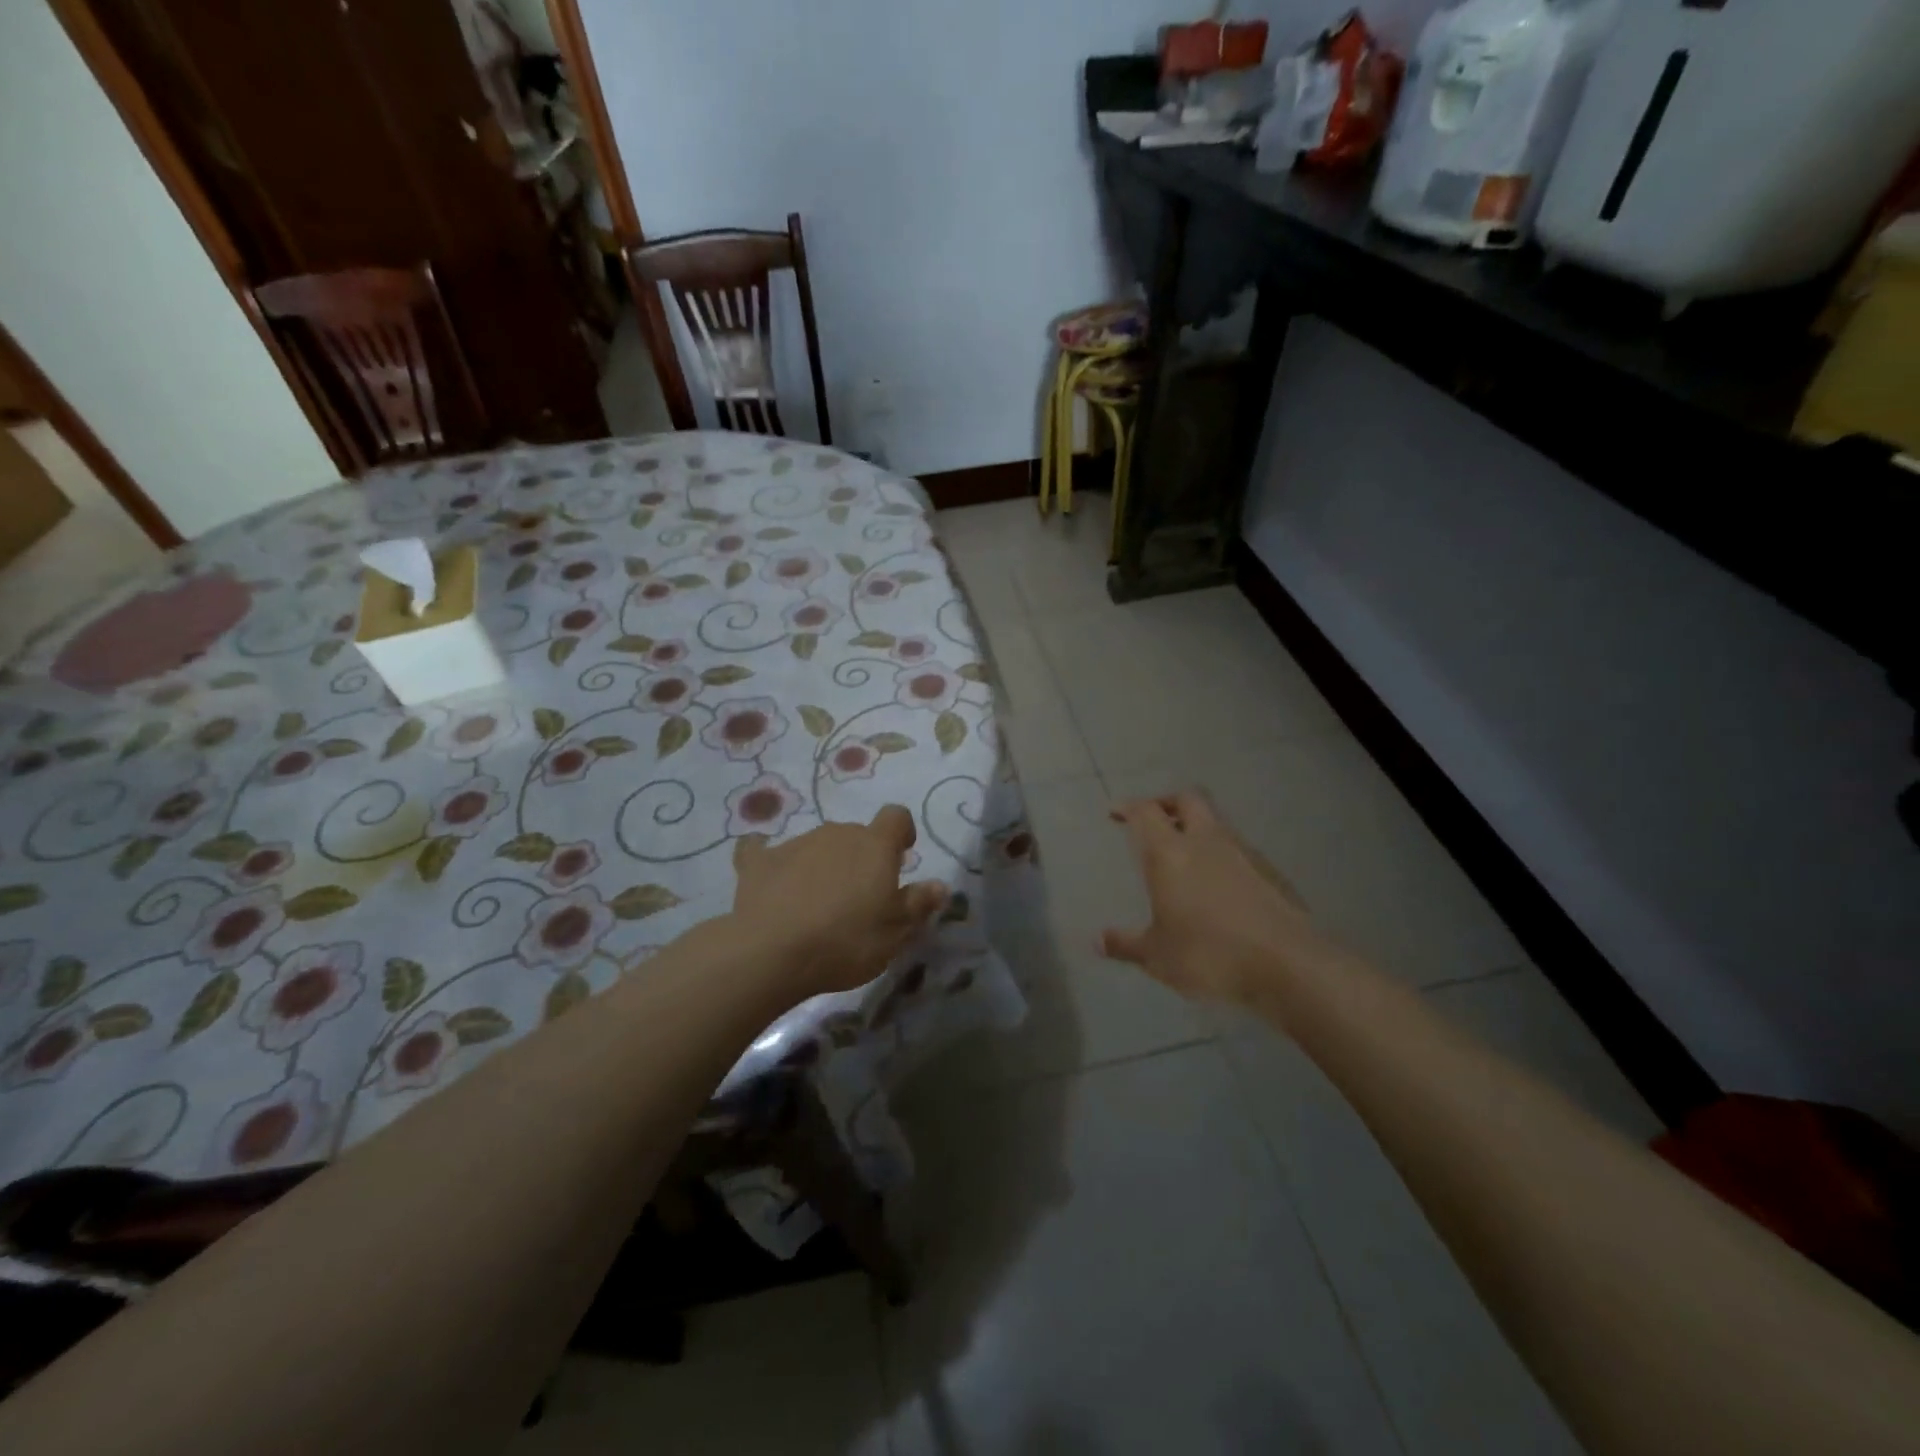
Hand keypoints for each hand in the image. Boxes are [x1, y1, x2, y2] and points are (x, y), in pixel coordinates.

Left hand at [730, 805, 947, 998]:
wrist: (772, 953)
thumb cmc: (847, 941)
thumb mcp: (895, 933)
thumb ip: (918, 904)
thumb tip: (940, 885)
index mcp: (875, 846)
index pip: (896, 817)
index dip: (901, 833)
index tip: (901, 856)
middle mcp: (837, 833)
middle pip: (856, 834)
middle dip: (861, 857)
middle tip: (859, 896)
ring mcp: (795, 843)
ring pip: (818, 845)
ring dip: (823, 864)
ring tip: (817, 904)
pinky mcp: (758, 862)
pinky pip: (763, 850)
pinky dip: (769, 860)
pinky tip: (766, 876)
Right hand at [1100, 790, 1346, 1004]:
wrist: (1288, 964)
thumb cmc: (1209, 954)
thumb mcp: (1157, 956)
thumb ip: (1126, 944)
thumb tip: (1098, 941)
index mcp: (1170, 853)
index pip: (1146, 812)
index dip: (1128, 807)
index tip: (1116, 812)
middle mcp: (1206, 841)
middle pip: (1186, 800)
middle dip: (1166, 802)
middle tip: (1153, 819)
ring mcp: (1243, 854)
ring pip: (1215, 823)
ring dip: (1196, 828)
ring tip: (1184, 855)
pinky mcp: (1270, 873)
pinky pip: (1237, 850)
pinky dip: (1221, 855)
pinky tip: (1218, 884)